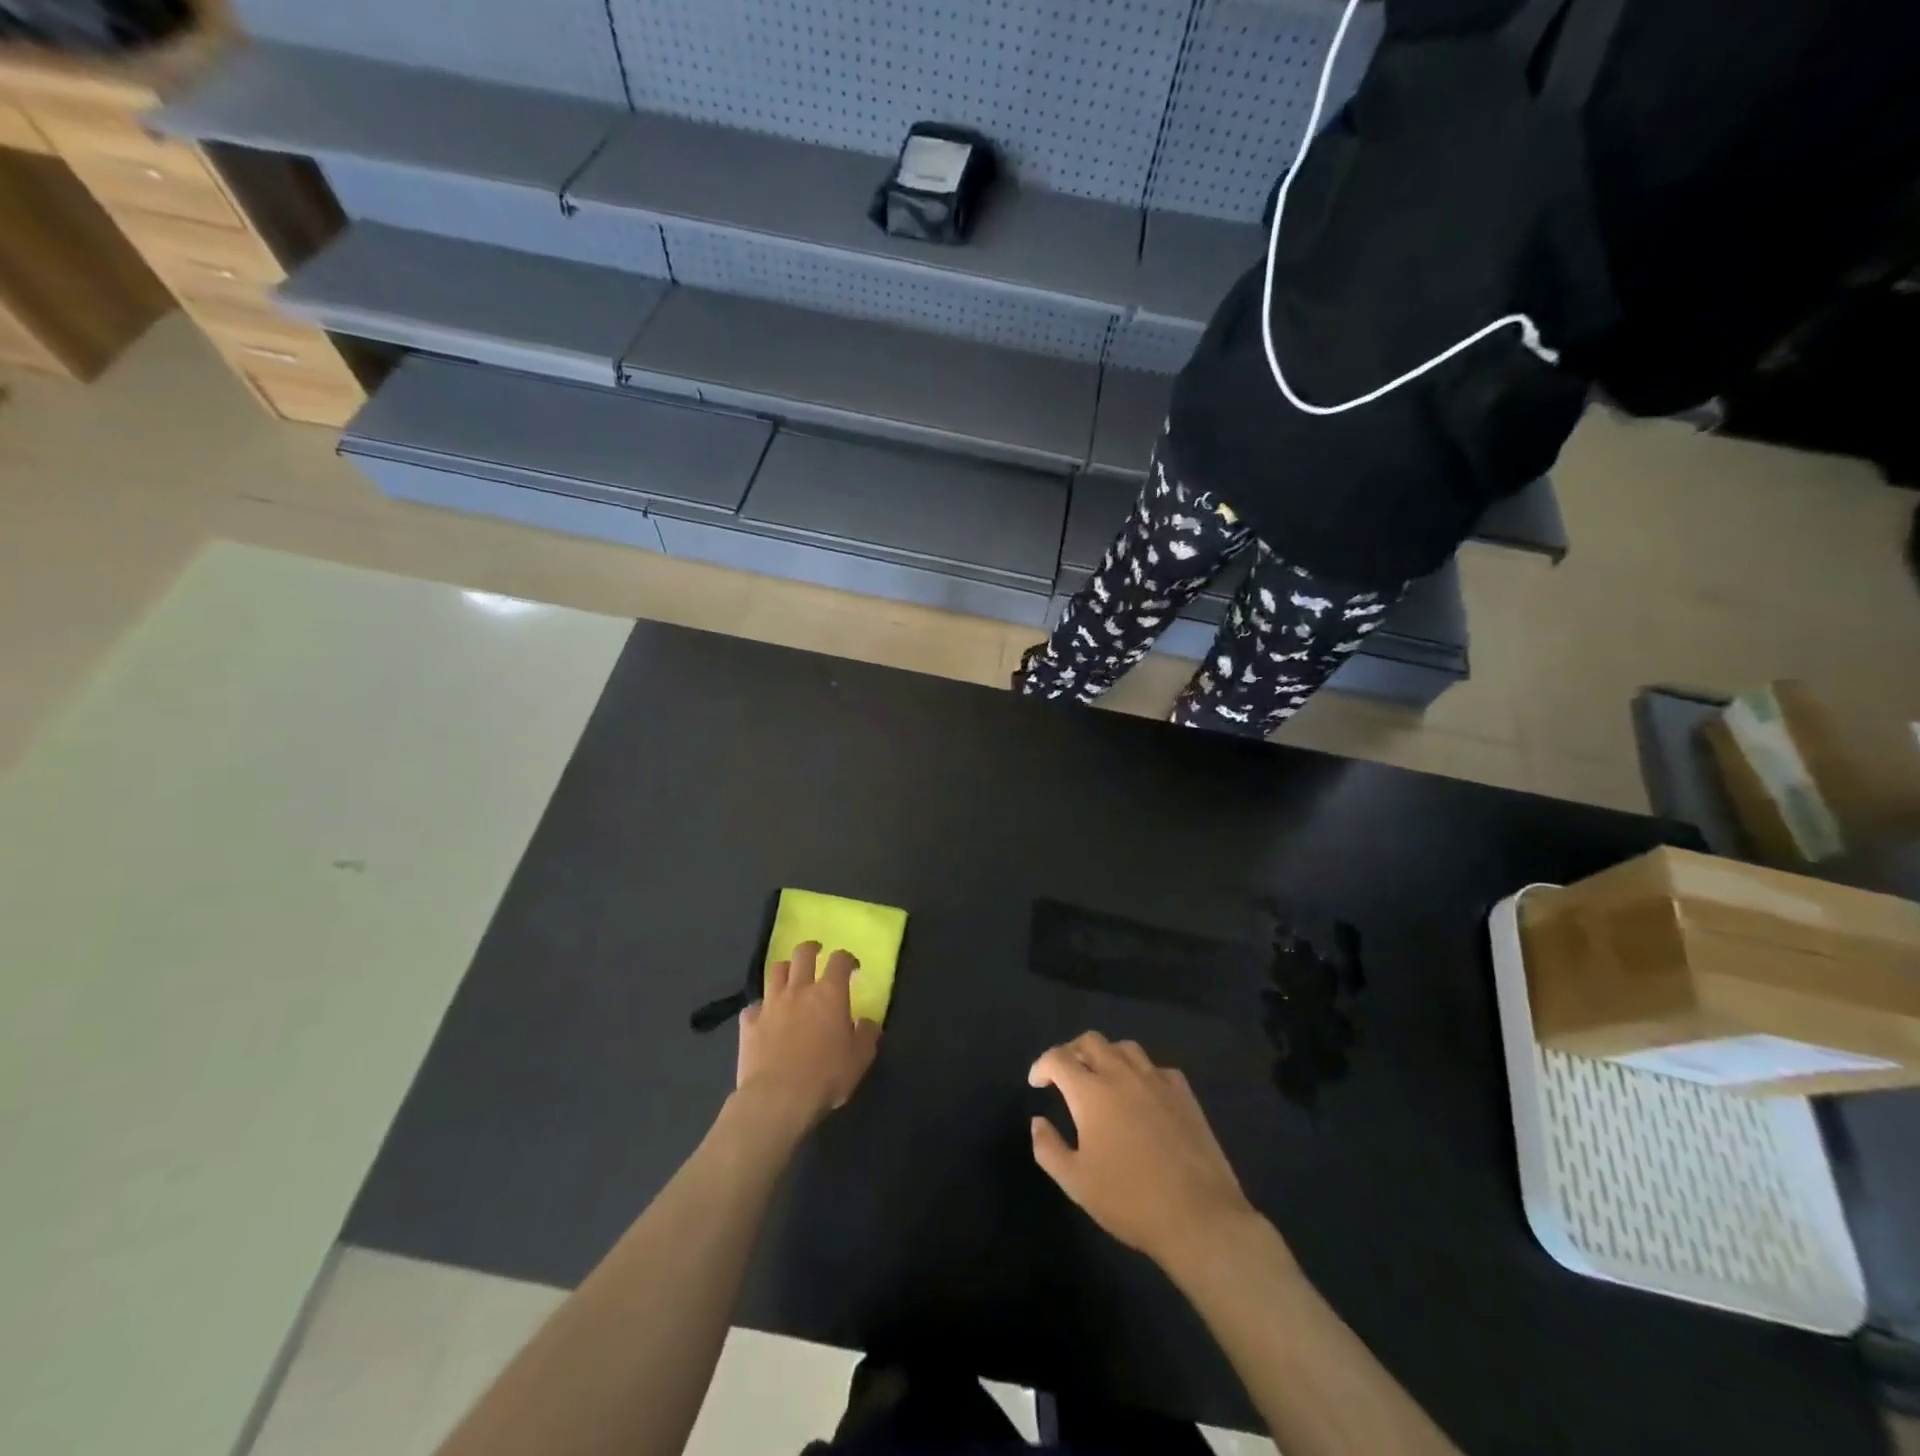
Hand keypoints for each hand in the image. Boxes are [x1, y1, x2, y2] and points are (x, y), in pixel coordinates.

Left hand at [736, 942, 880, 1129]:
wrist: (778, 1098)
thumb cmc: (825, 1076)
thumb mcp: (860, 1059)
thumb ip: (867, 1035)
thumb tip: (867, 1022)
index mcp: (830, 993)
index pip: (839, 960)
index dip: (847, 958)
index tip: (851, 967)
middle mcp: (799, 989)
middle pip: (803, 954)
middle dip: (811, 949)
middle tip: (817, 953)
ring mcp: (771, 1004)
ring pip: (775, 971)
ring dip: (785, 970)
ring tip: (790, 978)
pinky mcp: (749, 1022)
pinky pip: (753, 1005)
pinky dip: (761, 1007)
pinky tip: (764, 1016)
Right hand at [1029, 1031, 1258, 1270]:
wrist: (1198, 1216)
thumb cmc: (1129, 1201)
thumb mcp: (1076, 1183)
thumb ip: (1049, 1148)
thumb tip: (1038, 1121)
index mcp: (1091, 1092)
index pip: (1058, 1058)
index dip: (1042, 1065)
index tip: (1037, 1082)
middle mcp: (1121, 1075)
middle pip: (1091, 1041)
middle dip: (1072, 1051)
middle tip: (1066, 1074)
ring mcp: (1156, 1081)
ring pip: (1125, 1048)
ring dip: (1107, 1056)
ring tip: (1103, 1078)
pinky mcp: (1184, 1093)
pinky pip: (1157, 1068)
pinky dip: (1142, 1073)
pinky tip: (1143, 1094)